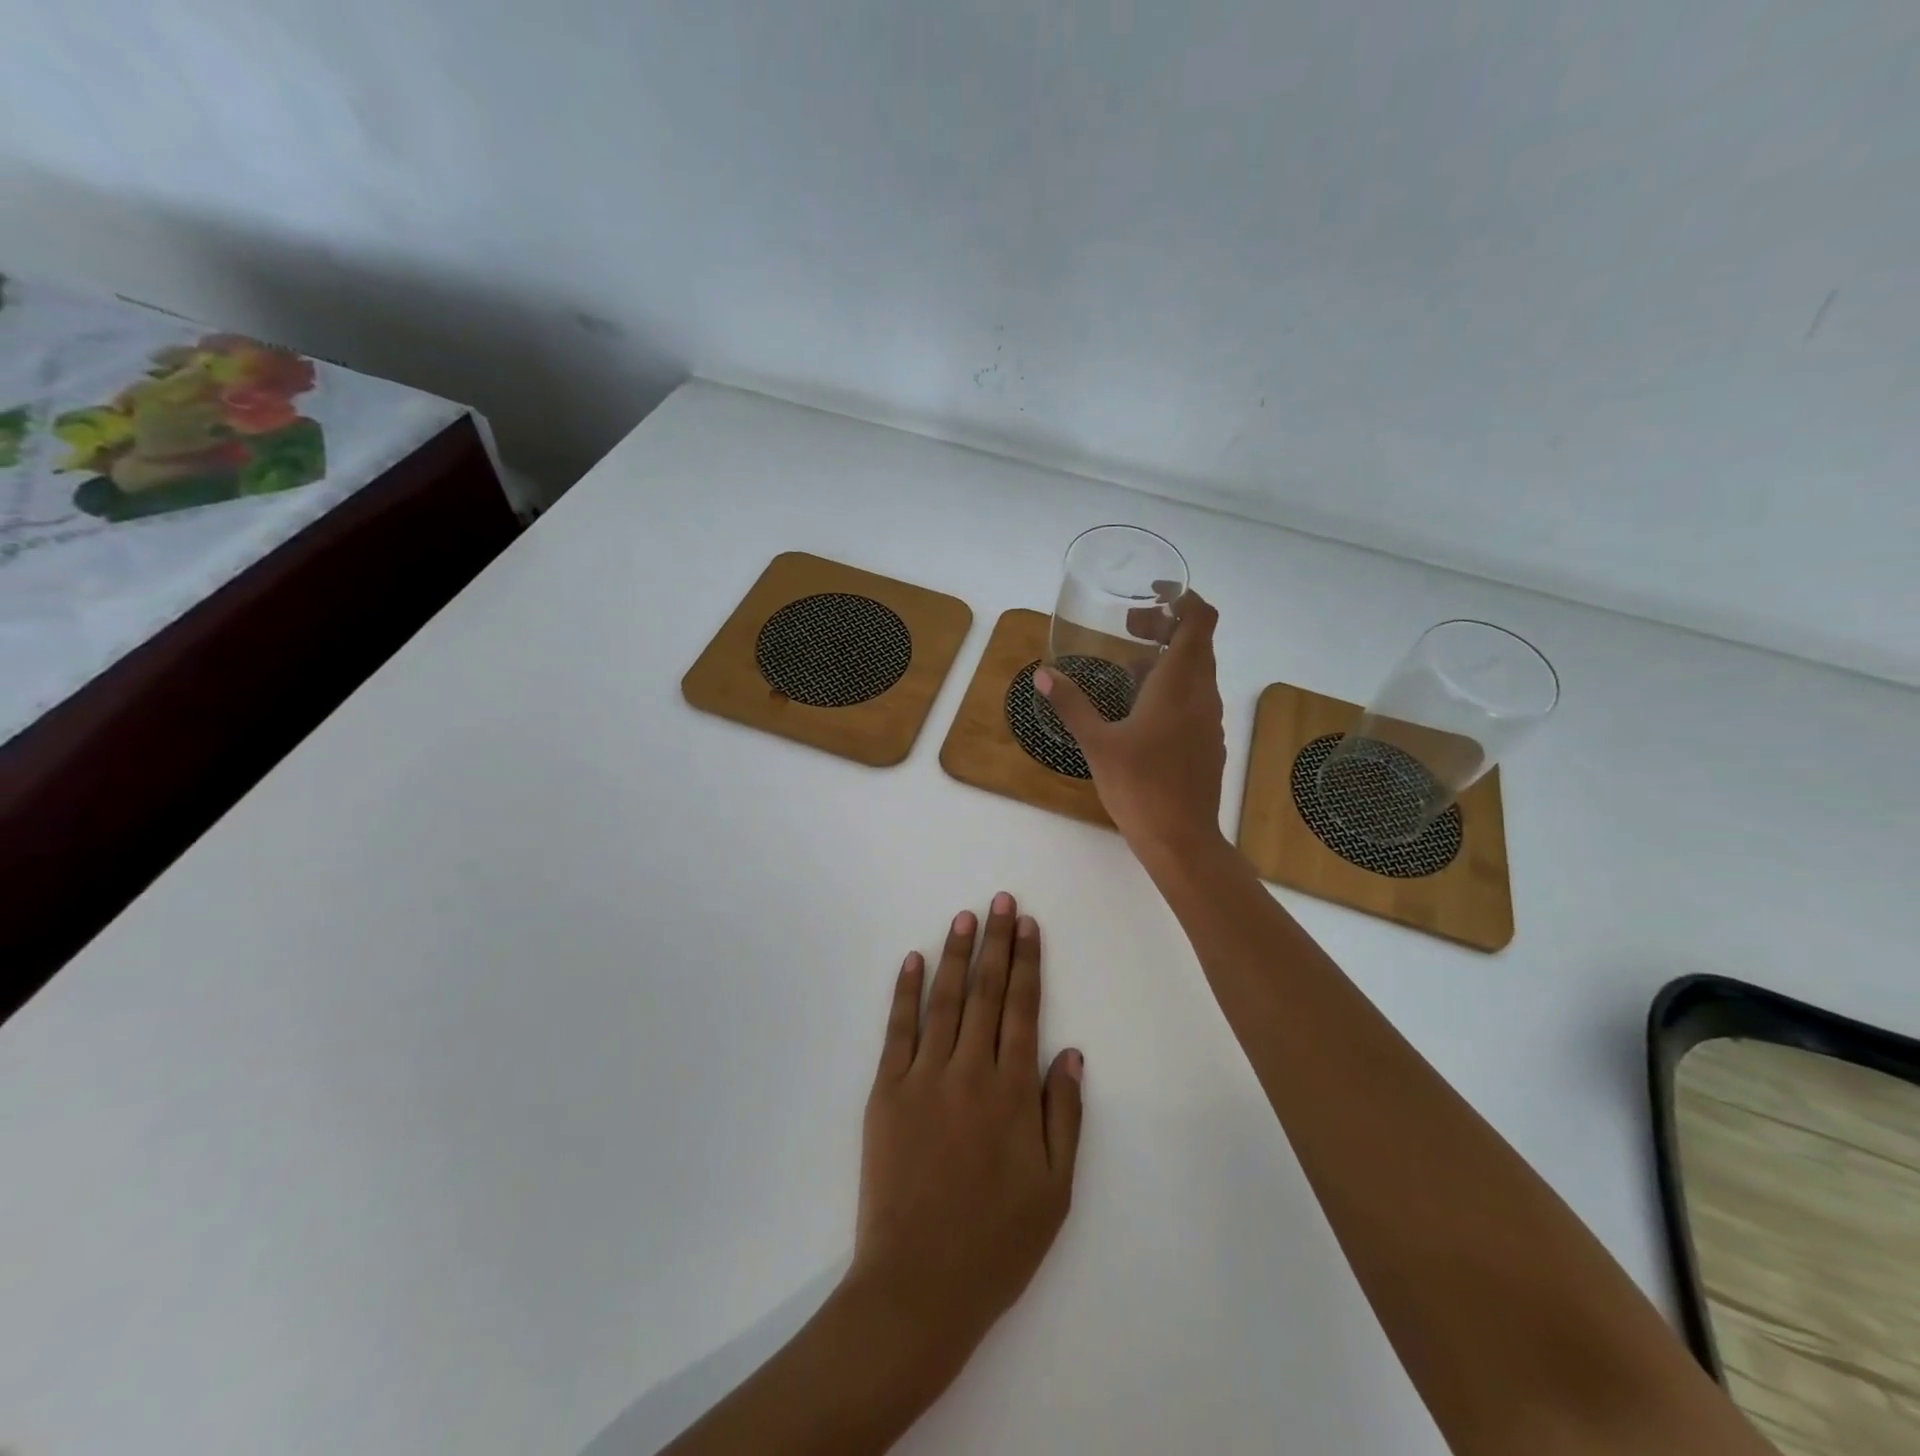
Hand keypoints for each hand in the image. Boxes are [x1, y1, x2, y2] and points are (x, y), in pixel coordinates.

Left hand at [849, 894, 1084, 1364]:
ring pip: (944, 1000)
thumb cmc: (997, 1243)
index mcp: (1013, 1093)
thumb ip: (1064, 1114)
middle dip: (996, 942)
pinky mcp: (886, 1091)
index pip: (1024, 1009)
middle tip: (1000, 900)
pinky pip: (898, 1030)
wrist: (918, 1285)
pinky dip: (905, 992)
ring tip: (965, 917)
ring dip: (956, 955)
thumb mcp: (1054, 1189)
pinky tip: (912, 960)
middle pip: (987, 993)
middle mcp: (970, 1072)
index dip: (1027, 962)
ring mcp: (923, 1077)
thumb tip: (1071, 1051)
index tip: (1028, 925)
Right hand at [1036, 591, 1227, 859]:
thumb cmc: (1140, 787)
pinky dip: (1173, 686)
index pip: (1199, 620)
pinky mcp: (1208, 741)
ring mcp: (1209, 719)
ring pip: (1197, 671)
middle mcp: (1202, 693)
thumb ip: (1072, 704)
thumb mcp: (1097, 743)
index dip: (1182, 599)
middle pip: (1197, 641)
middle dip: (1165, 626)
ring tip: (1127, 667)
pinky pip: (1195, 697)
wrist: (1182, 840)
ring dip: (1167, 657)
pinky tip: (1141, 709)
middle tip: (1128, 627)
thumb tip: (1043, 674)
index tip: (1151, 596)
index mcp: (1180, 683)